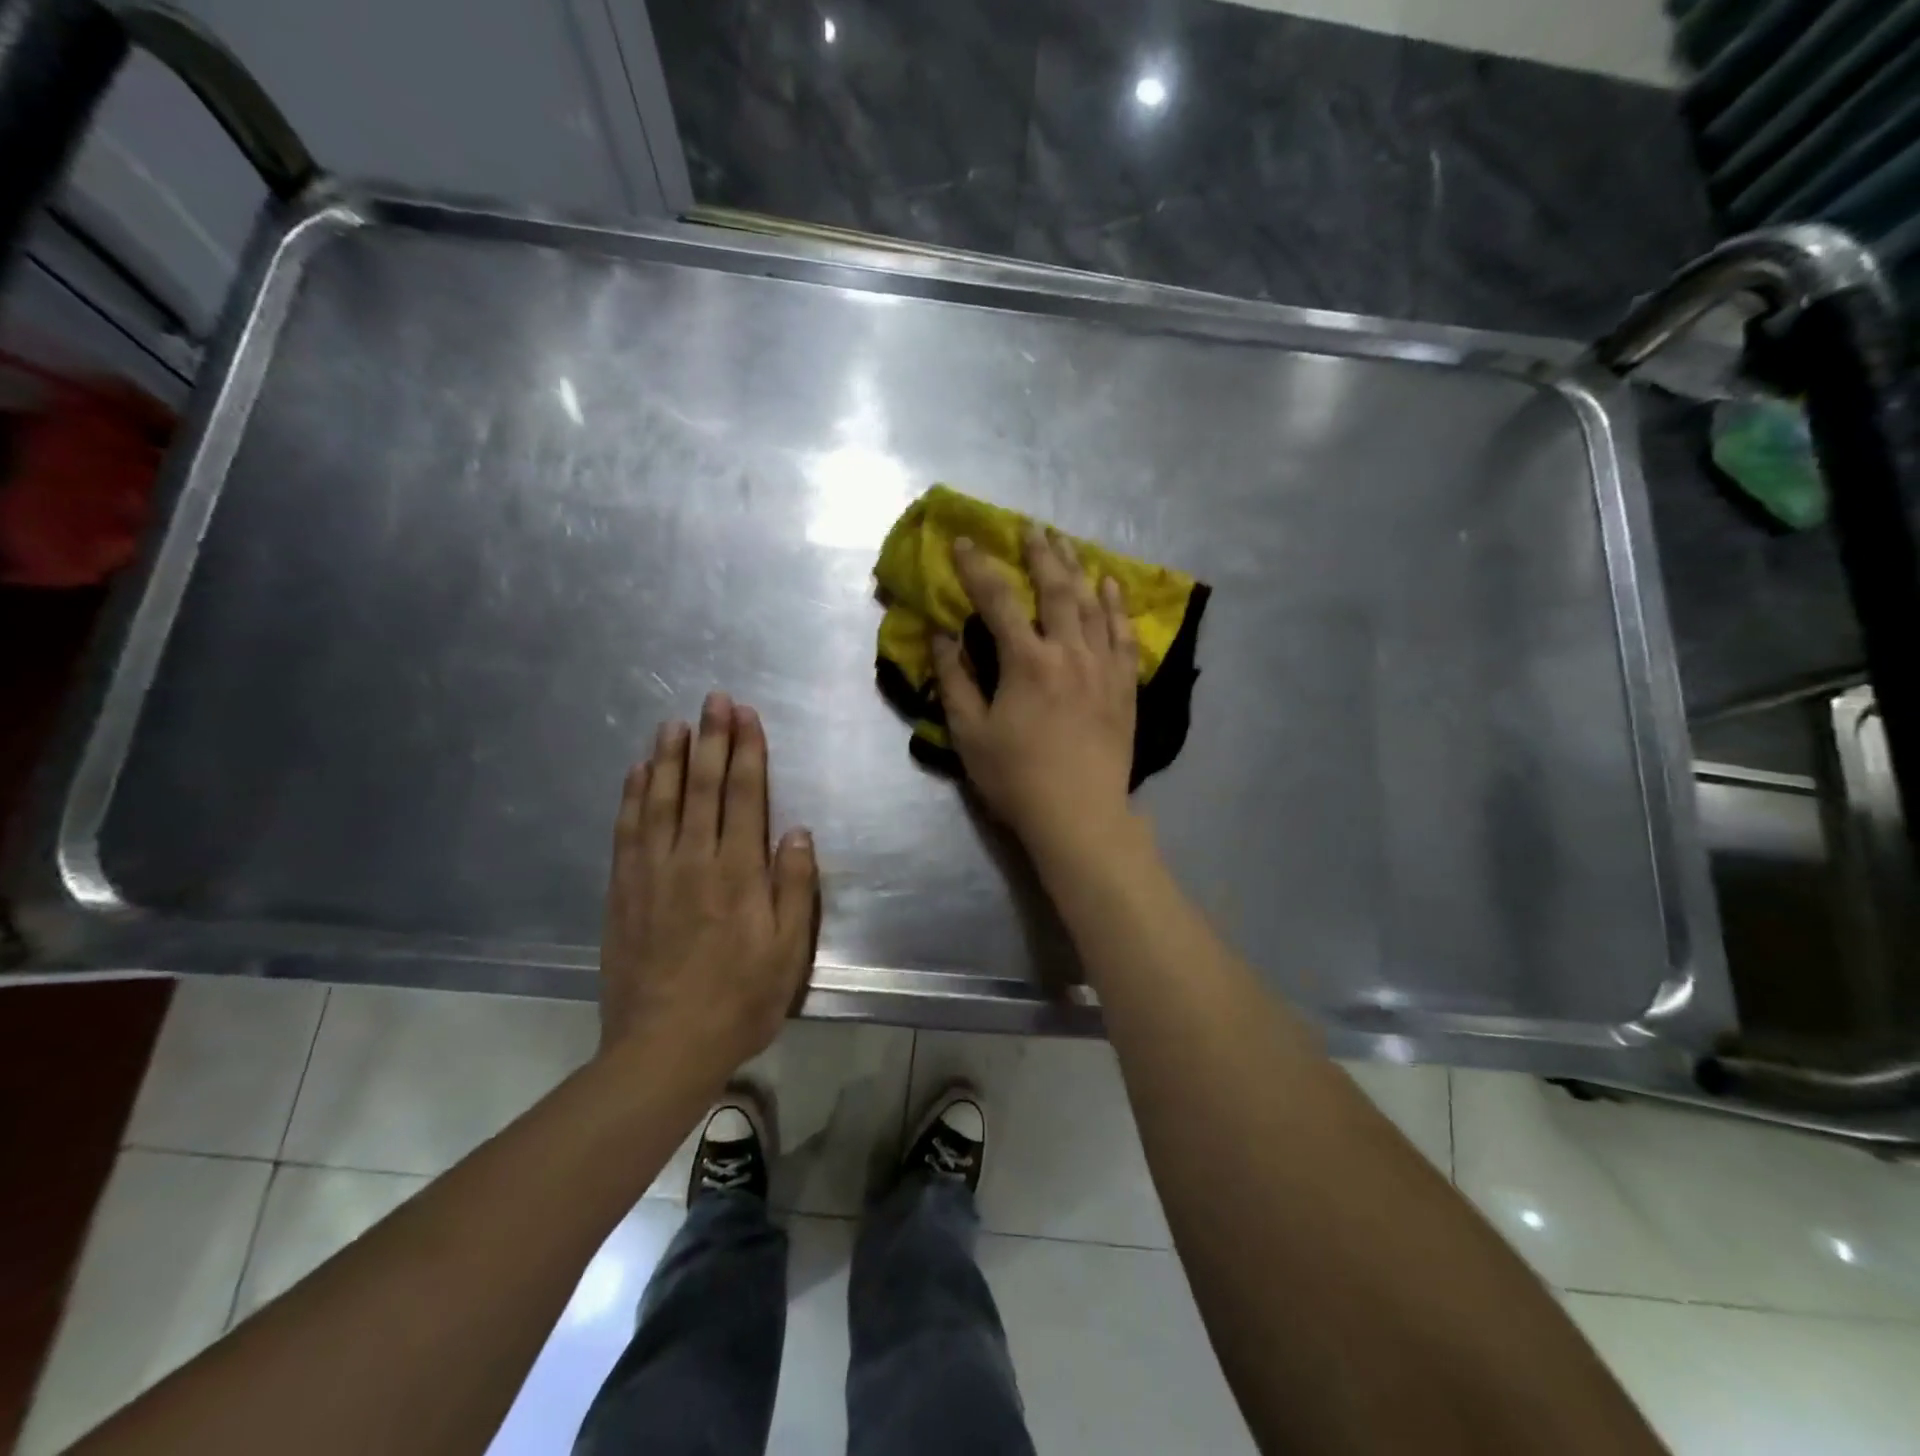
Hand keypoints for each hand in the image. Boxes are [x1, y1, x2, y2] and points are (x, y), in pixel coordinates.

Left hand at [599, 691, 817, 1078]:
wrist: (663, 1048)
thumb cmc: (739, 1000)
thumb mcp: (787, 952)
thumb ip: (794, 887)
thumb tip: (796, 832)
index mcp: (738, 873)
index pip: (743, 797)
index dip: (746, 752)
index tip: (746, 716)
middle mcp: (693, 861)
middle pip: (701, 787)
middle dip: (710, 739)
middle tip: (714, 699)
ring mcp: (652, 873)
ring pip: (660, 801)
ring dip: (667, 757)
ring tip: (673, 722)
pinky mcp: (623, 891)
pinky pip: (626, 831)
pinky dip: (631, 797)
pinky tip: (635, 773)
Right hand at [933, 526, 1140, 862]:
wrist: (1079, 815)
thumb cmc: (1016, 778)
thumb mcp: (970, 733)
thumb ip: (955, 679)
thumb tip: (940, 634)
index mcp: (1026, 661)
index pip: (998, 600)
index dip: (978, 567)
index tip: (964, 541)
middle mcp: (1068, 652)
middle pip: (1056, 589)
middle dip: (1039, 553)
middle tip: (1030, 527)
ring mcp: (1102, 667)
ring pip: (1093, 604)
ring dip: (1077, 568)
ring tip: (1066, 543)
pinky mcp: (1124, 686)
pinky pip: (1123, 634)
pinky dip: (1117, 606)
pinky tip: (1111, 586)